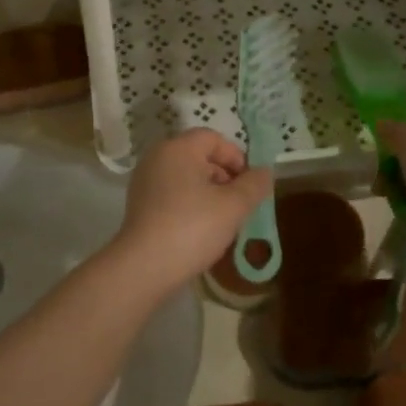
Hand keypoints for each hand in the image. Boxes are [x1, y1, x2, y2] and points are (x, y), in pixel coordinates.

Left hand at [110, 130, 272, 293]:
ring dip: (209, 192)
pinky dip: (190, 204)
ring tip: (224, 219)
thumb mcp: (234, 206)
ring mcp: (144, 182)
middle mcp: (157, 158)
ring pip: (186, 177)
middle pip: (198, 156)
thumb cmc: (193, 227)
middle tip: (240, 203)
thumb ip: (254, 185)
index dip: (236, 157)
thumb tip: (265, 171)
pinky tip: (201, 229)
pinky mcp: (139, 205)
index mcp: (177, 149)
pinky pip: (172, 194)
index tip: (250, 184)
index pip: (213, 138)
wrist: (145, 266)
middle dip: (224, 176)